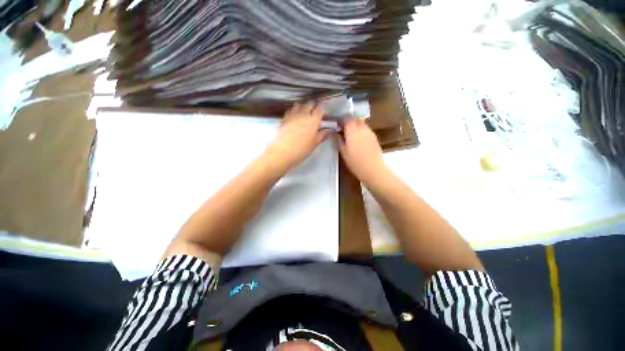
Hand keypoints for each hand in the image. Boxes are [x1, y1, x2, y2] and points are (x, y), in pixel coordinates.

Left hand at [265, 102, 329, 171]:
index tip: (323, 109)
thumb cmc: (301, 150)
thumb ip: (321, 136)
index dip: (321, 108)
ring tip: (304, 109)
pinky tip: (293, 113)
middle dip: (312, 105)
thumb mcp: (314, 144)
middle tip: (314, 108)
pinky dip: (293, 110)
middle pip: (309, 105)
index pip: (319, 110)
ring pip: (299, 106)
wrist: (283, 152)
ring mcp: (293, 116)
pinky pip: (290, 111)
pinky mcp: (284, 119)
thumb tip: (327, 131)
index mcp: (313, 121)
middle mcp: (304, 115)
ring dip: (302, 106)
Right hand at [338, 119, 387, 184]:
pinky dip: (362, 131)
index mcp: (352, 131)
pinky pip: (366, 130)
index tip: (338, 125)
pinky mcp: (375, 137)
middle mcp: (362, 128)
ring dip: (356, 126)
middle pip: (355, 119)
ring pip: (362, 124)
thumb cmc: (355, 162)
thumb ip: (339, 140)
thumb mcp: (343, 152)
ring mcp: (370, 132)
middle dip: (349, 122)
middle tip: (344, 129)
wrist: (373, 169)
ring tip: (351, 135)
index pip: (347, 118)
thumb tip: (335, 133)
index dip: (342, 120)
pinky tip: (359, 140)